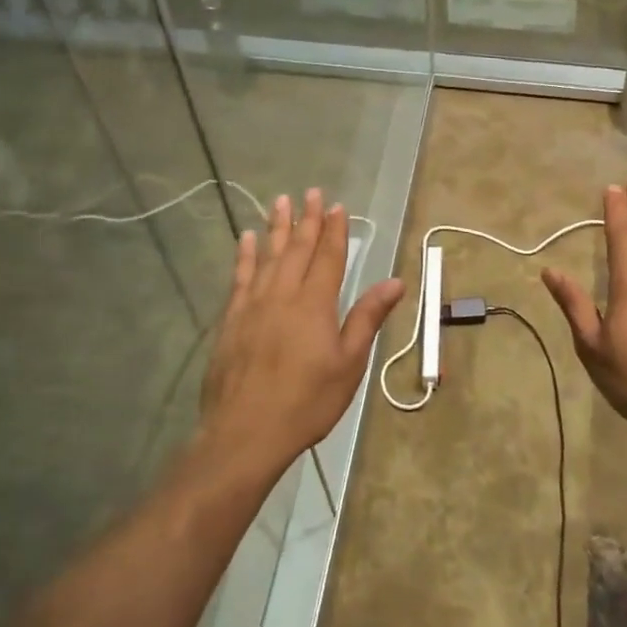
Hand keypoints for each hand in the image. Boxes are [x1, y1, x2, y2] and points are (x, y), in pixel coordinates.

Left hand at [200, 189, 404, 476]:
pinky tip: (247, 239)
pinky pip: (240, 277)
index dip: (334, 231)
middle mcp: (283, 295)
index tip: (337, 206)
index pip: (328, 257)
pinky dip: (245, 255)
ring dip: (276, 227)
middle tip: (311, 192)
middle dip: (307, 220)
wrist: (245, 434)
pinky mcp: (231, 320)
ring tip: (280, 202)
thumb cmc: (307, 402)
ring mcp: (253, 305)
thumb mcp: (349, 364)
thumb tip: (395, 282)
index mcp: (315, 304)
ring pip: (268, 256)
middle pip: (298, 249)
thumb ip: (368, 318)